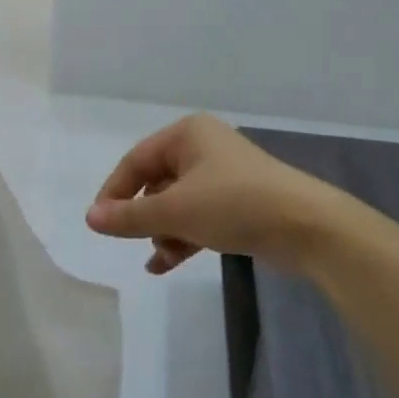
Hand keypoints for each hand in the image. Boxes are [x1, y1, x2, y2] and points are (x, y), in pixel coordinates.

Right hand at [87, 114, 359, 275]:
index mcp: (186, 134)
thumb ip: (130, 216)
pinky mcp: (239, 202)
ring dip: (163, 230)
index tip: (101, 224)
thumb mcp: (175, 211)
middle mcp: (203, 147)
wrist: (307, 227)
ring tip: (159, 258)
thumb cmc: (234, 204)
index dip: (114, 192)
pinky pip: (198, 216)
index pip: (135, 161)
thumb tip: (90, 218)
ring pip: (177, 203)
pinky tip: (166, 264)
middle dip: (143, 215)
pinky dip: (182, 237)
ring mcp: (223, 176)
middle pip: (156, 182)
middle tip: (133, 241)